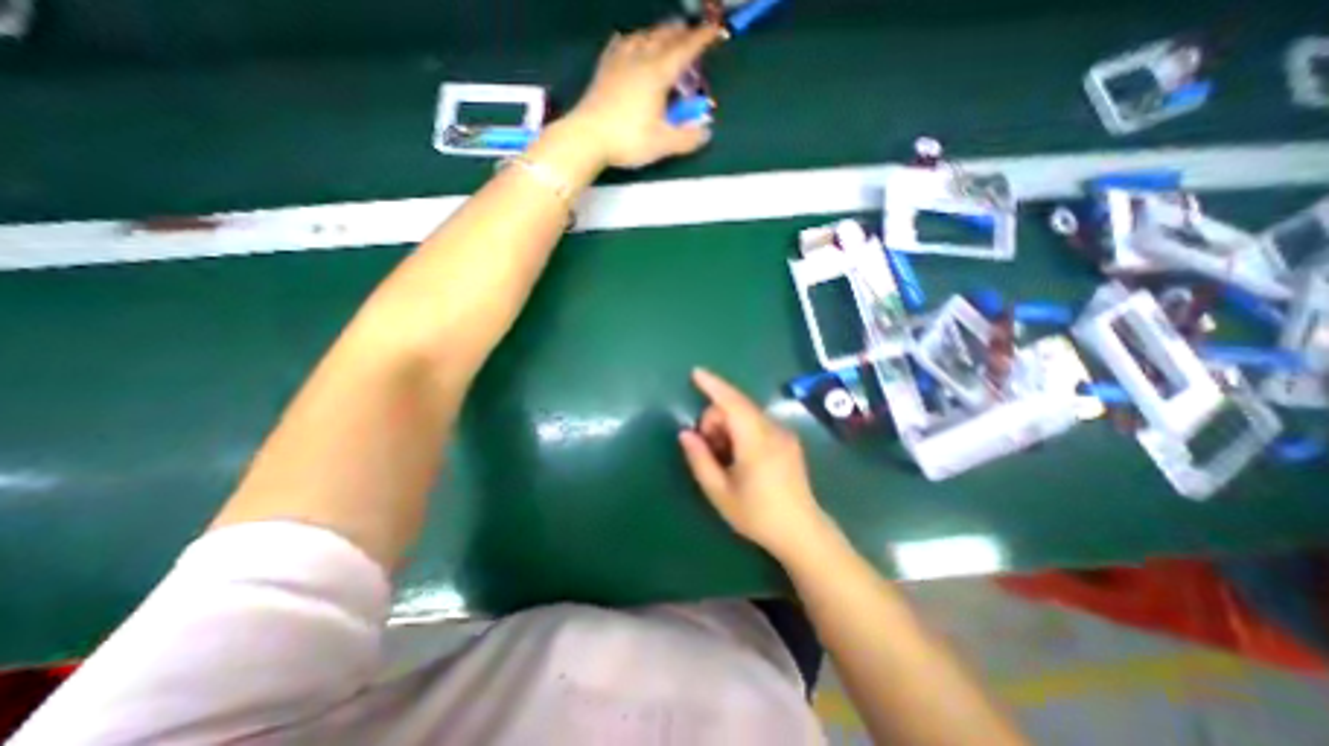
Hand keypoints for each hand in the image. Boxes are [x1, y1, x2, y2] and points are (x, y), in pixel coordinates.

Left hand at [563, 19, 722, 169]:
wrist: (588, 137)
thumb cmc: (628, 139)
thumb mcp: (662, 144)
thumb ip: (687, 139)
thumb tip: (706, 132)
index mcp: (658, 74)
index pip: (685, 50)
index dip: (701, 39)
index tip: (714, 30)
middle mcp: (640, 59)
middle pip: (664, 36)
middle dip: (680, 32)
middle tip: (691, 32)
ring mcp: (619, 61)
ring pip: (642, 36)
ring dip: (657, 32)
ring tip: (664, 35)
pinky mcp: (604, 69)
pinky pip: (619, 44)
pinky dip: (630, 39)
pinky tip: (628, 40)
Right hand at [679, 368, 833, 558]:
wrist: (802, 533)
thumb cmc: (758, 515)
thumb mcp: (720, 492)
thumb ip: (699, 459)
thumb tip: (685, 433)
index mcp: (756, 441)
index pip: (732, 403)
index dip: (713, 386)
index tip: (695, 373)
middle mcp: (773, 430)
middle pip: (736, 407)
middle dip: (715, 419)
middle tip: (706, 448)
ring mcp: (784, 434)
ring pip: (747, 415)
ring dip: (728, 426)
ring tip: (722, 456)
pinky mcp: (789, 441)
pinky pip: (758, 424)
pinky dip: (741, 431)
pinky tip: (739, 456)